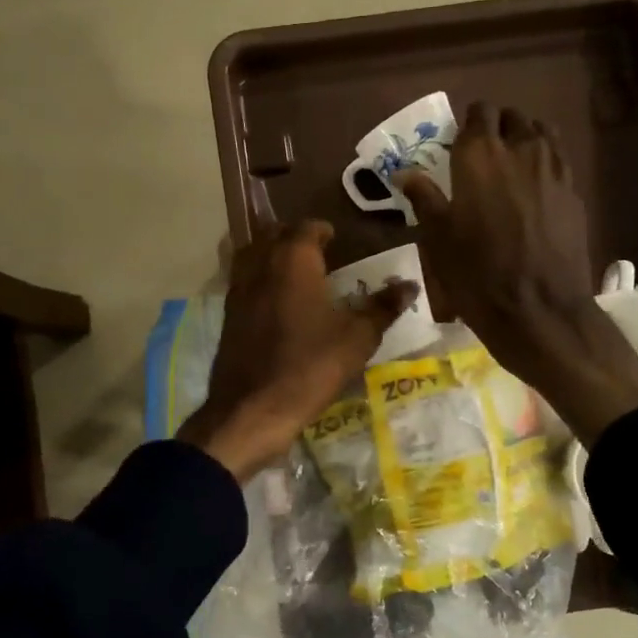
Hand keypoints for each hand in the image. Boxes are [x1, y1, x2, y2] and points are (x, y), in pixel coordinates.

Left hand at [178, 221, 415, 481]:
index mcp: (293, 260)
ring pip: (253, 256)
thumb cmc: (310, 366)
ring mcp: (238, 290)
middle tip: (319, 253)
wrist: (252, 409)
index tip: (337, 240)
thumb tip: (410, 285)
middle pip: (274, 235)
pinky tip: (276, 304)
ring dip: (272, 256)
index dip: (323, 230)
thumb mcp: (357, 339)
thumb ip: (383, 308)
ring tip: (296, 274)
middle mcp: (261, 265)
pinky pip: (244, 283)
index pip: (307, 227)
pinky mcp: (227, 316)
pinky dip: (260, 282)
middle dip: (295, 238)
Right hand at [398, 104, 637, 446]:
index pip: (478, 114)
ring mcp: (554, 169)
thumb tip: (406, 174)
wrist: (539, 309)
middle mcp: (520, 150)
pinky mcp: (574, 192)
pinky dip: (545, 162)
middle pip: (512, 117)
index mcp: (480, 156)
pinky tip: (535, 188)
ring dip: (525, 139)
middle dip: (497, 127)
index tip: (459, 142)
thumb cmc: (477, 275)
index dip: (468, 123)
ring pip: (541, 132)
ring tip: (512, 164)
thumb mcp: (438, 239)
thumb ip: (425, 198)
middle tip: (483, 155)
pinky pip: (559, 160)